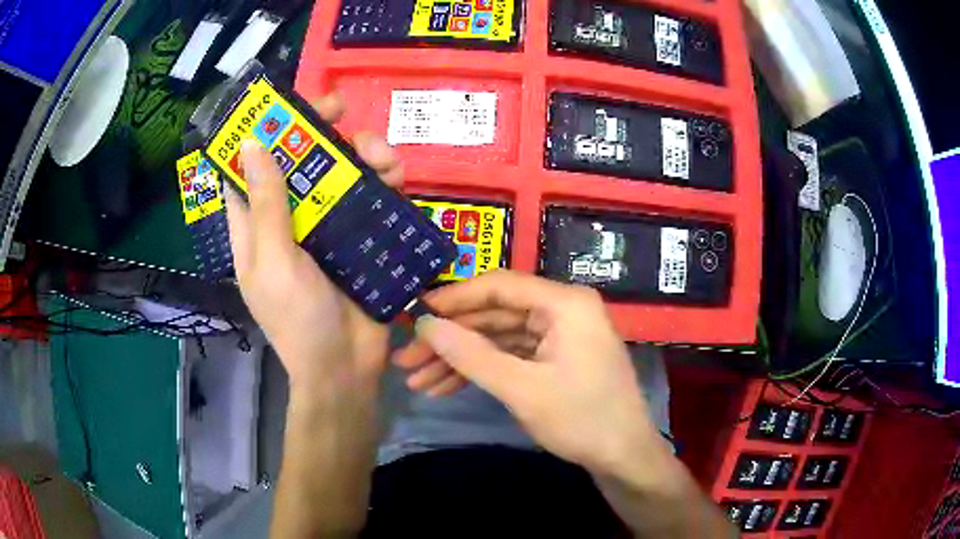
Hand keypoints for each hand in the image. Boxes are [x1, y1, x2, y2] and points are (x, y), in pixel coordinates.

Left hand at [225, 93, 403, 397]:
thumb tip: (252, 143)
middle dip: (320, 129)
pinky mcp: (360, 235)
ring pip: (341, 170)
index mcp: (255, 224)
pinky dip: (386, 179)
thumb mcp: (274, 263)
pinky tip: (398, 177)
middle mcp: (288, 217)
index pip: (249, 167)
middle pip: (300, 159)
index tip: (284, 104)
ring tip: (383, 155)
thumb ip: (266, 206)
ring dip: (361, 151)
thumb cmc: (298, 321)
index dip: (261, 132)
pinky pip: (372, 195)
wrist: (347, 368)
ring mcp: (326, 224)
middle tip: (342, 108)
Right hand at [398, 270, 668, 475]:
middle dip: (450, 339)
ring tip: (418, 380)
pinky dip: (482, 370)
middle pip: (495, 314)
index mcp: (564, 303)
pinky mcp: (556, 357)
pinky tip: (446, 386)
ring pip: (499, 338)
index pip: (499, 286)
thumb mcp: (522, 389)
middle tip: (407, 359)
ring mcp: (560, 334)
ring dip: (460, 359)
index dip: (453, 299)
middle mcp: (563, 309)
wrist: (624, 457)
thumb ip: (471, 354)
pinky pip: (512, 355)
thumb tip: (424, 324)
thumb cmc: (581, 419)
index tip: (414, 314)